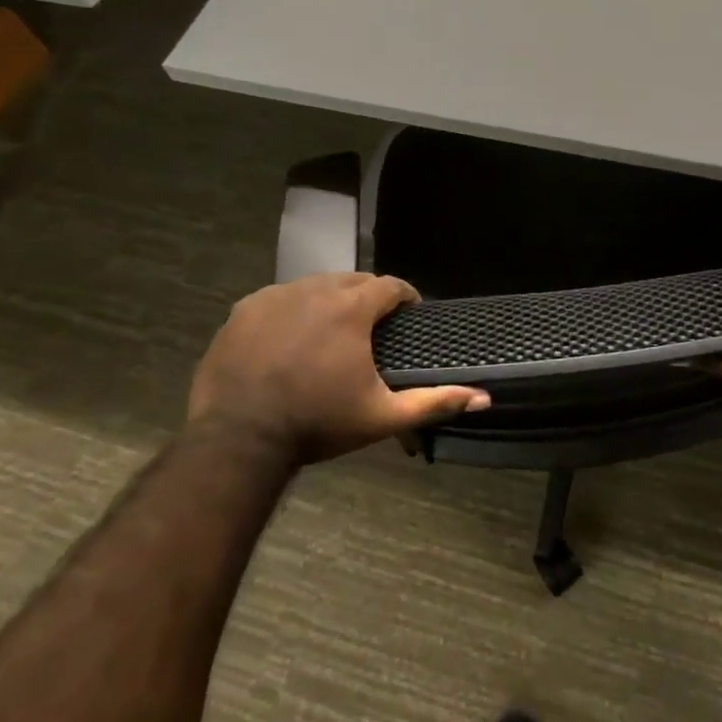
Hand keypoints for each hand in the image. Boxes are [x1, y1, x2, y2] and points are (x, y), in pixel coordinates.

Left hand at [188, 273, 489, 463]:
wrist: (237, 440)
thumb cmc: (317, 423)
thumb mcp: (381, 416)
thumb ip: (434, 402)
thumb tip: (483, 397)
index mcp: (352, 308)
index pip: (390, 285)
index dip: (404, 298)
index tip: (408, 316)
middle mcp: (316, 289)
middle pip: (353, 281)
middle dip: (367, 298)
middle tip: (370, 330)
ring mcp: (276, 296)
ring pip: (315, 286)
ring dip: (329, 302)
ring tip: (331, 334)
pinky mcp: (244, 309)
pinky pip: (278, 299)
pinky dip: (291, 312)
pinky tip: (290, 341)